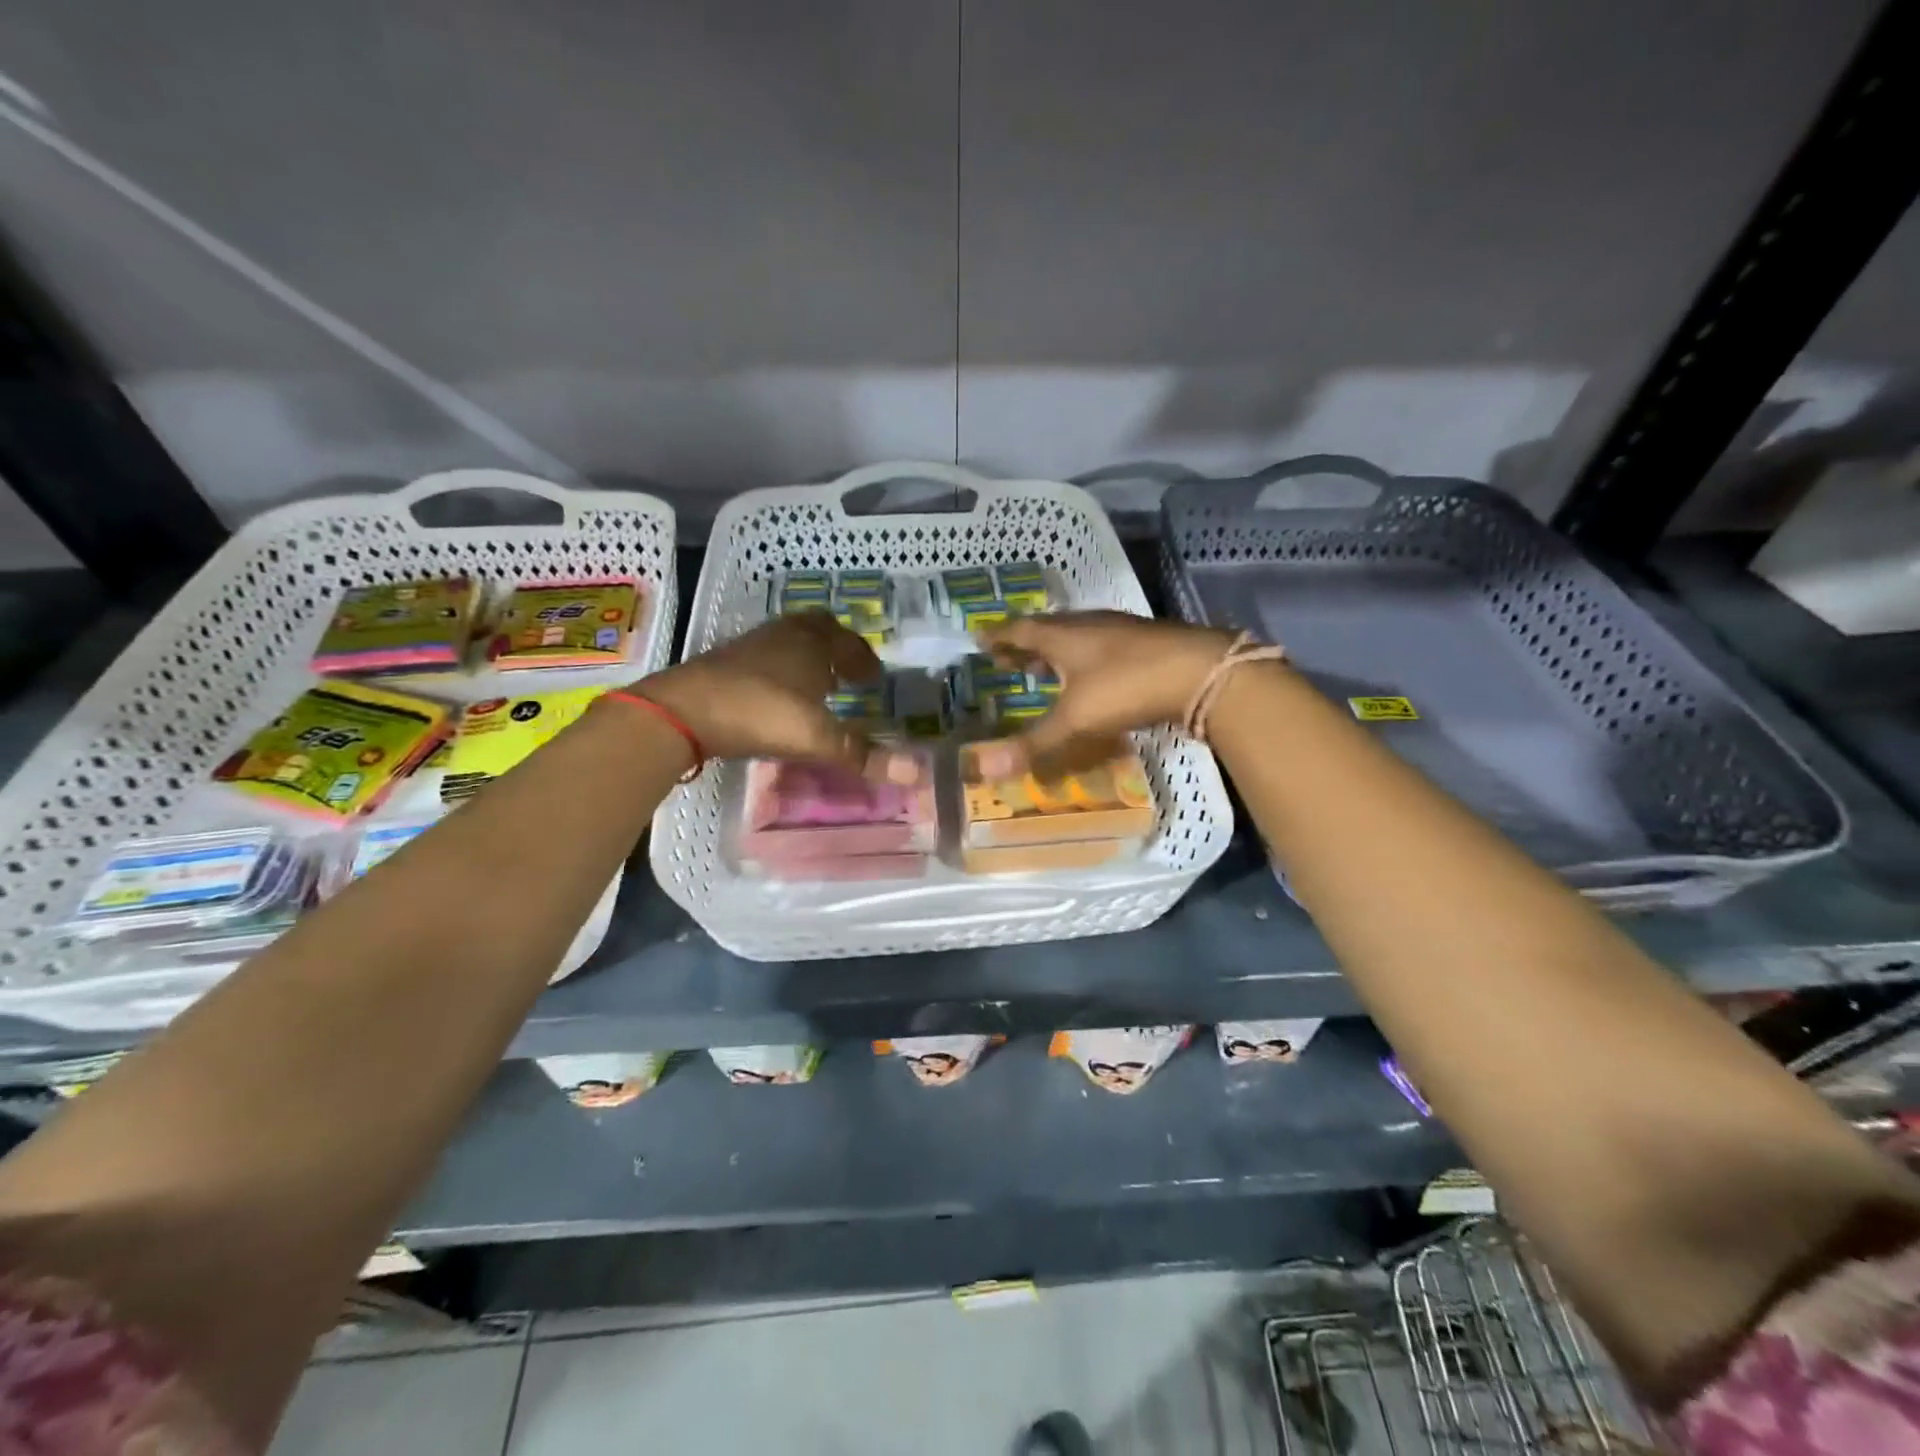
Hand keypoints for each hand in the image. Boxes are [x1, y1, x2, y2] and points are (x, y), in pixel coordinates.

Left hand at [630, 613, 920, 781]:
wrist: (684, 710)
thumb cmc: (761, 713)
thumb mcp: (816, 738)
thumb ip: (862, 755)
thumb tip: (915, 773)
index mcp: (813, 644)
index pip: (847, 641)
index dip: (863, 658)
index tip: (873, 676)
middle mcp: (784, 636)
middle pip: (817, 628)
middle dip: (837, 646)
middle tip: (848, 670)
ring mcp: (752, 646)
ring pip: (789, 640)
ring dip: (807, 656)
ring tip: (817, 683)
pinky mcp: (726, 662)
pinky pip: (766, 655)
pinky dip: (782, 668)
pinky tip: (779, 695)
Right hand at [973, 612, 1236, 777]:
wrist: (1201, 672)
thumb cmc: (1128, 686)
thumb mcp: (1076, 718)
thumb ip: (1033, 743)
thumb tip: (983, 769)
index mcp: (1063, 635)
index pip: (1019, 630)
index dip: (998, 637)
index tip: (979, 639)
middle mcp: (1088, 626)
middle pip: (1047, 631)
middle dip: (1023, 645)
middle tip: (1005, 658)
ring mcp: (1119, 632)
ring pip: (1076, 638)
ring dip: (1054, 651)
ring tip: (1042, 667)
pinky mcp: (1144, 645)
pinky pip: (1100, 647)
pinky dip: (1083, 659)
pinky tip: (1090, 676)